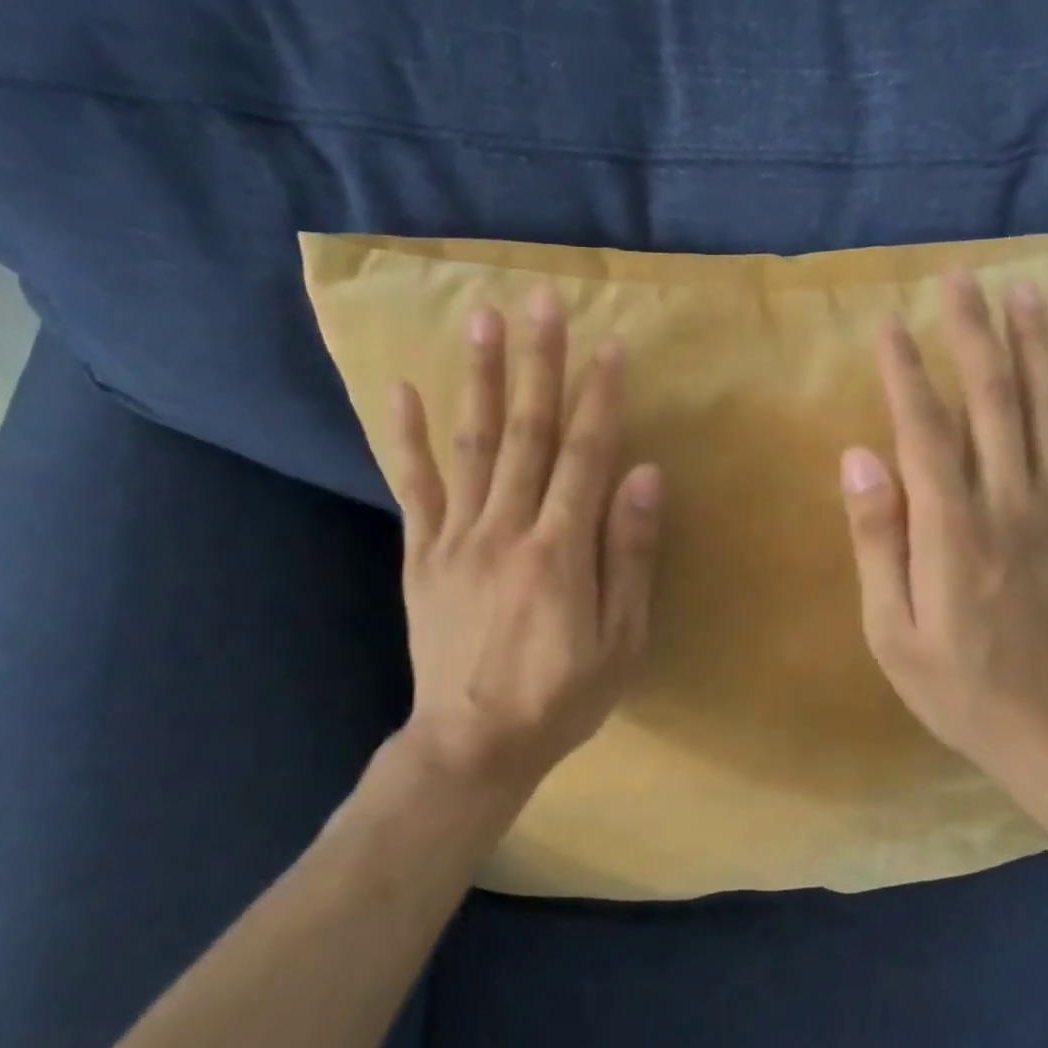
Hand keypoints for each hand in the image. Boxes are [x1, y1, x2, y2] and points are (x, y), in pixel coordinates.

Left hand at [385, 289, 662, 795]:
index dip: (600, 396)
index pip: (585, 454)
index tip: (610, 344)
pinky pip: (413, 488)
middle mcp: (506, 528)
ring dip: (480, 379)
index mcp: (560, 549)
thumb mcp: (621, 640)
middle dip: (538, 362)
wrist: (471, 746)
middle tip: (540, 301)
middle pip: (528, 432)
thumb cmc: (562, 697)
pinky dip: (406, 439)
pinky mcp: (422, 555)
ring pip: (472, 445)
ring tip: (481, 319)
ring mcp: (457, 538)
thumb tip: (644, 474)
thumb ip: (629, 554)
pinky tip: (403, 391)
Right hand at [839, 272, 1047, 786]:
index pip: (924, 430)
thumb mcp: (890, 630)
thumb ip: (877, 540)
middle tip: (963, 279)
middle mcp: (1008, 504)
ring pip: (1047, 412)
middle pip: (992, 401)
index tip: (890, 324)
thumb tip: (858, 457)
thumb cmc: (957, 686)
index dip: (905, 373)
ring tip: (1026, 292)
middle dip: (974, 334)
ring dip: (1036, 347)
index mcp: (951, 530)